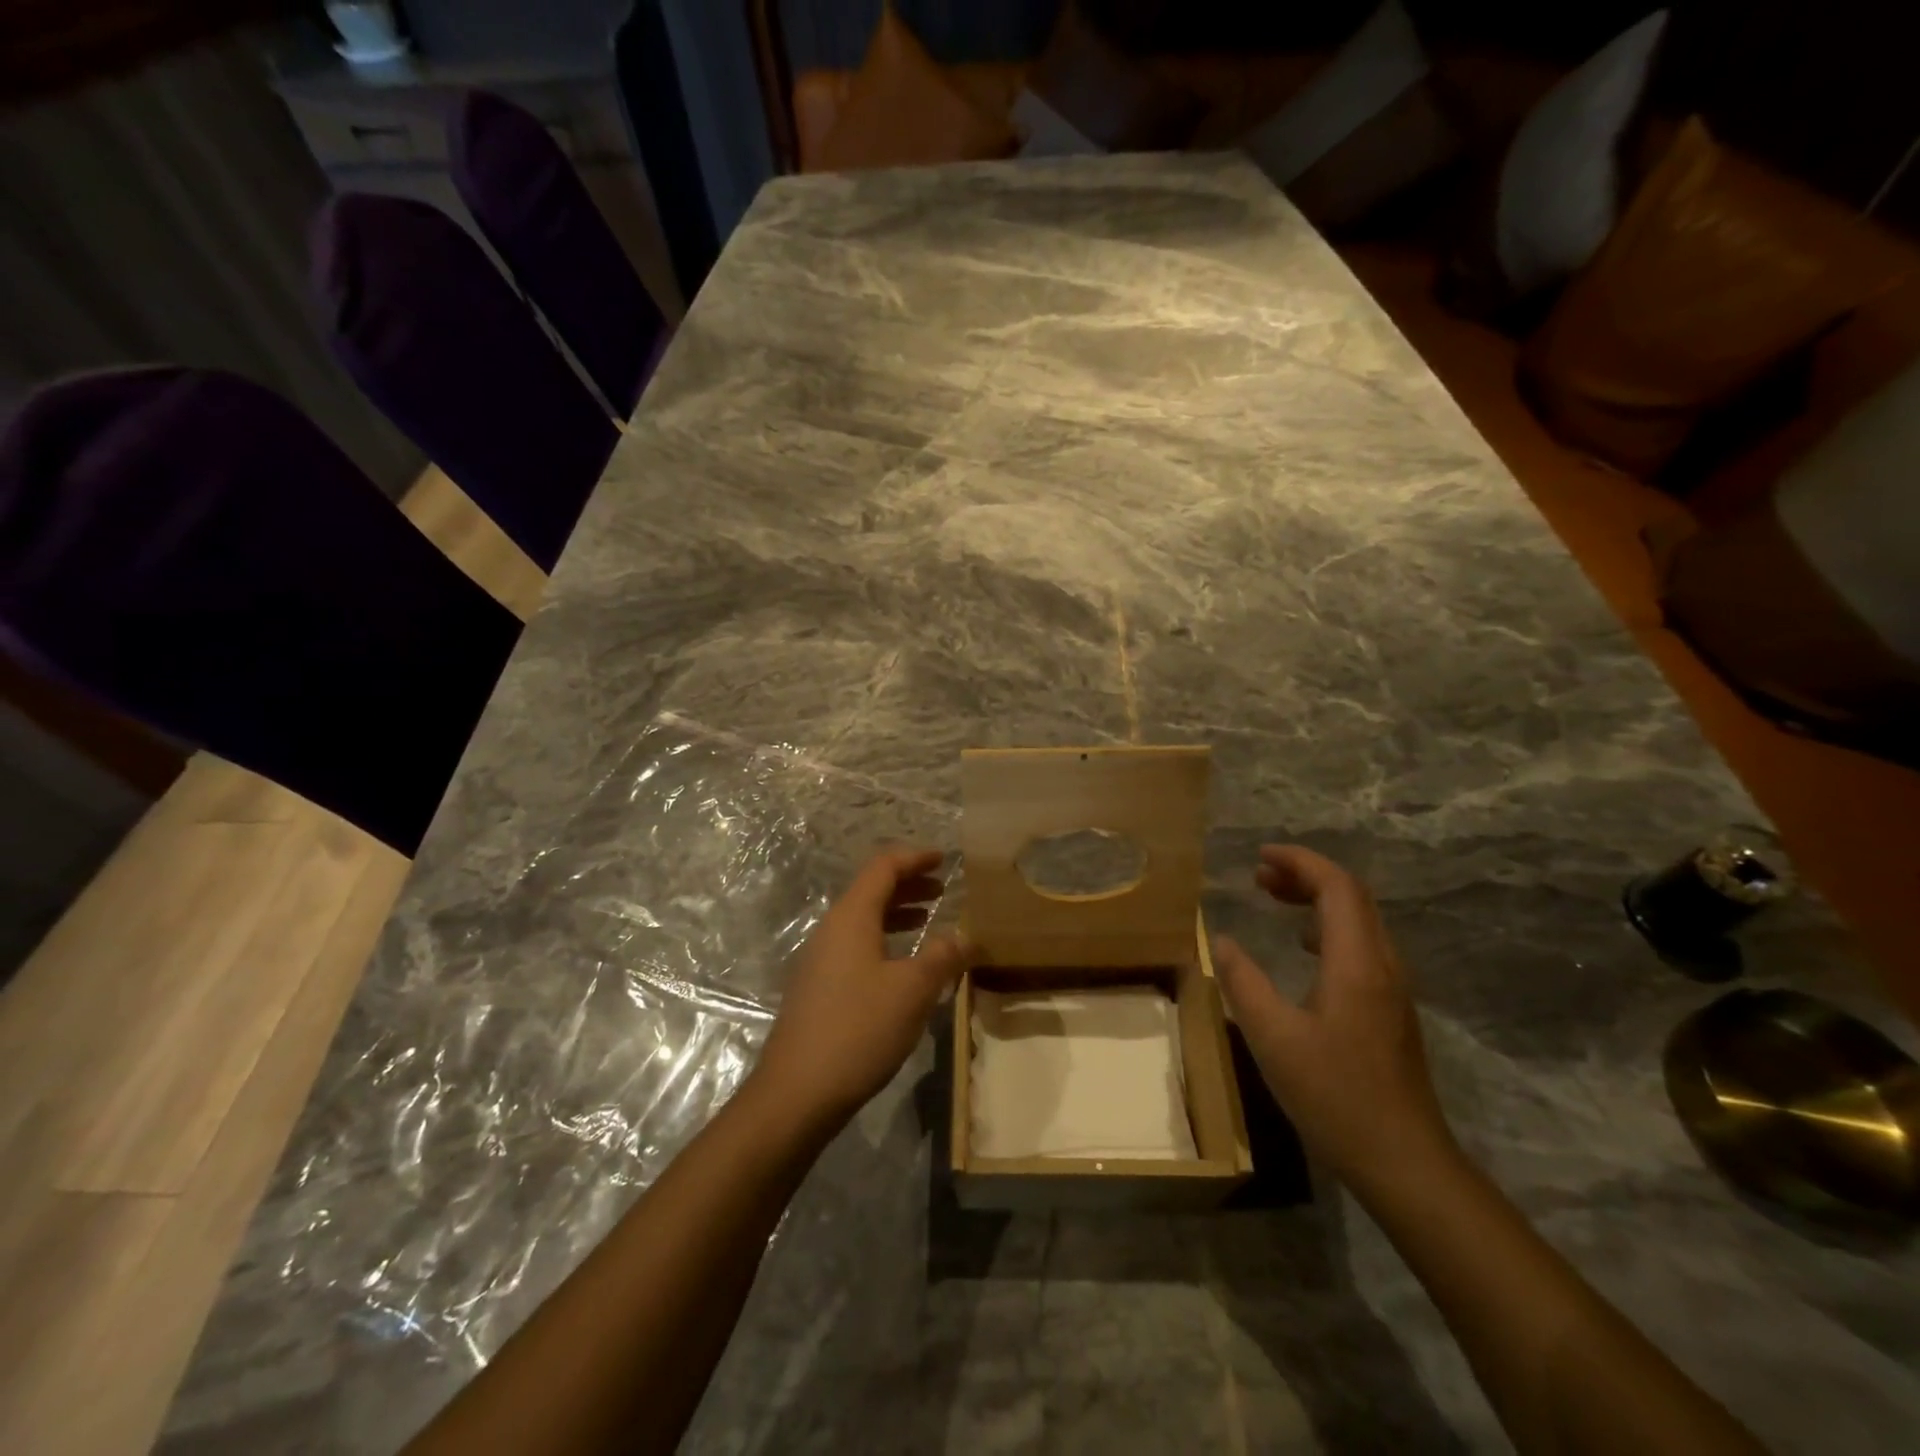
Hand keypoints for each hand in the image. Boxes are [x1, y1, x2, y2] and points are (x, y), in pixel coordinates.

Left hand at [749, 847, 969, 1130]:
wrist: (796, 1092)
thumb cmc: (858, 1030)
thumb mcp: (912, 991)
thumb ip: (941, 957)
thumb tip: (964, 935)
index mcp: (851, 917)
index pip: (883, 867)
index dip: (915, 858)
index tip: (944, 858)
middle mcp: (831, 929)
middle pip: (871, 890)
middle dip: (909, 884)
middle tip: (942, 888)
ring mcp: (820, 959)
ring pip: (863, 920)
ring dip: (897, 913)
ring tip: (929, 921)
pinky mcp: (817, 987)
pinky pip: (856, 945)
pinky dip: (884, 940)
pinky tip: (903, 965)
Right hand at [1211, 845, 1457, 1192]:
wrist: (1404, 1161)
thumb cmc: (1335, 1095)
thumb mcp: (1273, 1037)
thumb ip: (1243, 982)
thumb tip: (1221, 941)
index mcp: (1357, 962)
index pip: (1337, 886)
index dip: (1300, 862)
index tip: (1260, 856)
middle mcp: (1383, 964)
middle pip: (1352, 896)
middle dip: (1306, 875)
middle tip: (1259, 875)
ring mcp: (1392, 988)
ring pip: (1359, 920)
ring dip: (1317, 899)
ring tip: (1274, 899)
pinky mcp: (1391, 1009)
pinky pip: (1362, 945)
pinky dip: (1328, 927)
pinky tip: (1302, 948)